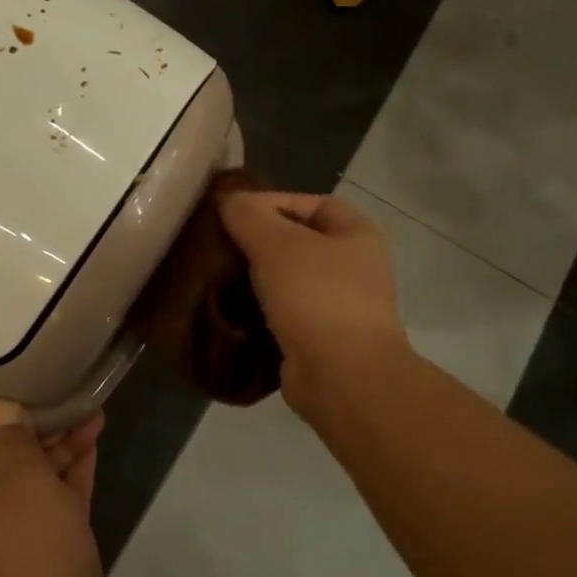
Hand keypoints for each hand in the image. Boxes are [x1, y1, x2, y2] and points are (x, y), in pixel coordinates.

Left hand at [0, 383, 117, 576]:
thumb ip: (13, 440)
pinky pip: (59, 490)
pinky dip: (73, 463)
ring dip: (53, 436)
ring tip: (83, 400)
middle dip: (12, 414)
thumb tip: (2, 409)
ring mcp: (17, 525)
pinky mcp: (52, 540)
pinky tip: (94, 433)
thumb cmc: (27, 554)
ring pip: (30, 467)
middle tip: (37, 374)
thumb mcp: (21, 484)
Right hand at [219, 191, 412, 428]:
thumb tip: (228, 200)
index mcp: (358, 235)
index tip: (234, 214)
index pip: (314, 203)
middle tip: (221, 246)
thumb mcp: (275, 243)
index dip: (275, 202)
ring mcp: (341, 307)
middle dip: (260, 242)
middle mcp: (356, 268)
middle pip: (300, 243)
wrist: (341, 376)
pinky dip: (260, 312)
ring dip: (257, 279)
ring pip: (289, 281)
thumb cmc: (315, 296)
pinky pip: (285, 315)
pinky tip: (231, 310)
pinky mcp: (322, 340)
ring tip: (219, 277)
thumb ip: (248, 215)